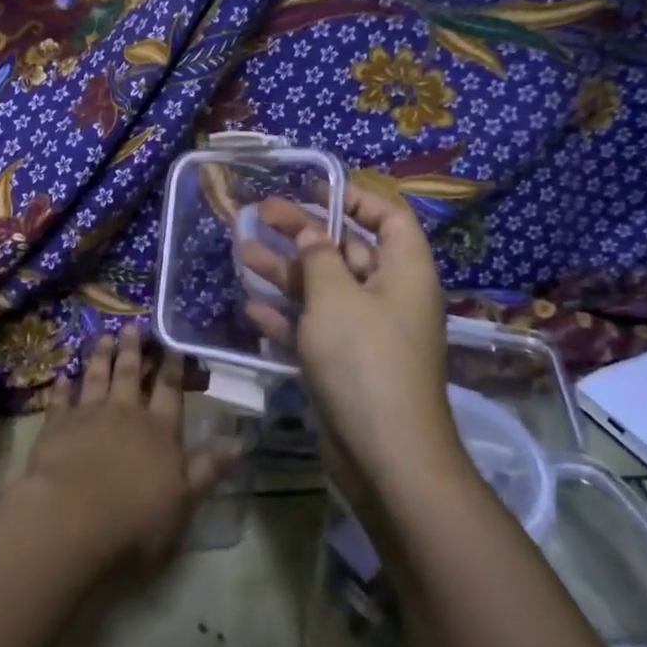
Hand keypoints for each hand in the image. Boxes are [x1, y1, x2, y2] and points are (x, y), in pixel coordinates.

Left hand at [24, 324, 240, 569]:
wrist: (72, 518)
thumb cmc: (136, 519)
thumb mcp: (184, 500)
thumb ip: (209, 468)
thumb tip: (241, 441)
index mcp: (159, 431)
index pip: (170, 392)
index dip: (173, 367)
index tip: (173, 344)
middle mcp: (125, 414)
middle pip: (130, 375)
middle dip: (133, 350)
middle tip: (133, 325)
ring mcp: (88, 415)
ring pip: (97, 378)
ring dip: (101, 357)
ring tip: (104, 336)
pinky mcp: (56, 425)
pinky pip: (60, 399)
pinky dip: (63, 386)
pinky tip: (63, 375)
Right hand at [239, 188, 466, 500]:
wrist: (385, 456)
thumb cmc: (365, 361)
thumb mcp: (336, 298)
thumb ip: (319, 258)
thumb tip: (313, 234)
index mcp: (405, 272)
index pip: (389, 218)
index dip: (355, 198)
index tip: (313, 190)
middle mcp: (389, 297)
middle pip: (347, 250)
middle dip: (303, 232)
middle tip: (258, 214)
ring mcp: (367, 333)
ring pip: (323, 289)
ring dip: (285, 271)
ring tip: (241, 251)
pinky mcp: (346, 364)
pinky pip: (314, 328)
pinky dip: (286, 315)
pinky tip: (252, 305)